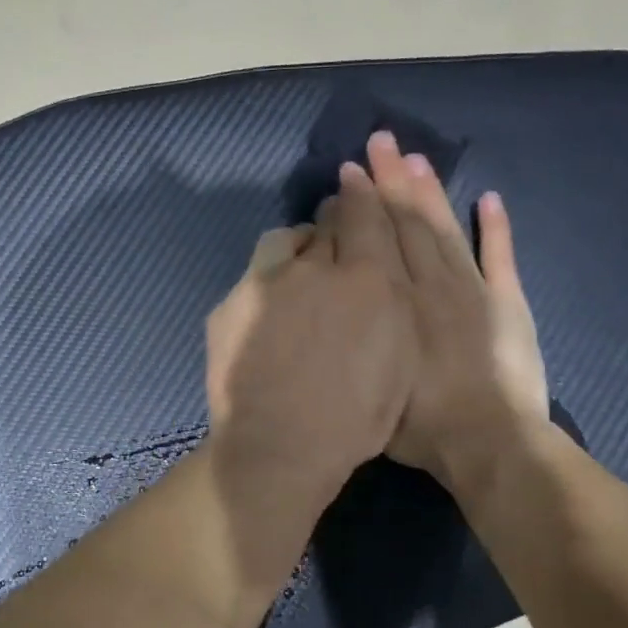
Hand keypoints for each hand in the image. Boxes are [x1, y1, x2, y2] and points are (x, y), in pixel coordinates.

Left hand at [205, 166, 416, 503]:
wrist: (280, 447)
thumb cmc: (354, 418)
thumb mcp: (398, 362)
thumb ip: (392, 305)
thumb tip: (378, 276)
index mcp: (367, 279)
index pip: (367, 214)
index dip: (364, 192)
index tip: (358, 179)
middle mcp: (315, 268)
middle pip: (326, 223)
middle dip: (334, 220)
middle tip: (335, 233)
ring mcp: (266, 284)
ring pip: (284, 242)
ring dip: (296, 247)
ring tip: (299, 269)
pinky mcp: (230, 305)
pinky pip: (253, 278)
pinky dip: (267, 284)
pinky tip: (269, 312)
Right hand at [358, 131, 551, 489]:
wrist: (489, 442)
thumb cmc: (420, 425)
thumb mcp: (371, 385)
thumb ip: (357, 343)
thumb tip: (337, 310)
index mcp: (398, 305)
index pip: (378, 242)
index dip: (363, 205)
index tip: (350, 174)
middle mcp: (432, 286)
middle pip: (409, 224)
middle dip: (392, 182)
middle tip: (379, 143)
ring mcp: (473, 291)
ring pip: (446, 231)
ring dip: (432, 193)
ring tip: (416, 158)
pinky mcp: (507, 304)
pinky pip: (500, 257)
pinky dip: (494, 227)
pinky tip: (488, 197)